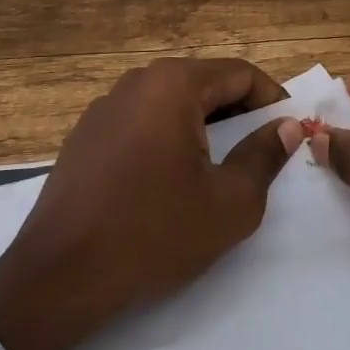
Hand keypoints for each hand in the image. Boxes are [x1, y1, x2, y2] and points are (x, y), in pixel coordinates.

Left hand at [0, 58, 300, 349]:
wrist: (60, 275)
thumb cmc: (155, 232)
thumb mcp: (230, 202)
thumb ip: (265, 155)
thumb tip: (286, 126)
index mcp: (173, 85)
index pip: (239, 74)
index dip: (271, 99)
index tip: (289, 130)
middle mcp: (136, 82)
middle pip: (203, 83)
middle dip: (238, 112)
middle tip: (260, 151)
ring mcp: (104, 107)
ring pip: (170, 103)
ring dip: (202, 126)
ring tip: (217, 167)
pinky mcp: (84, 135)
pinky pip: (140, 122)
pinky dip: (166, 138)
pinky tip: (168, 180)